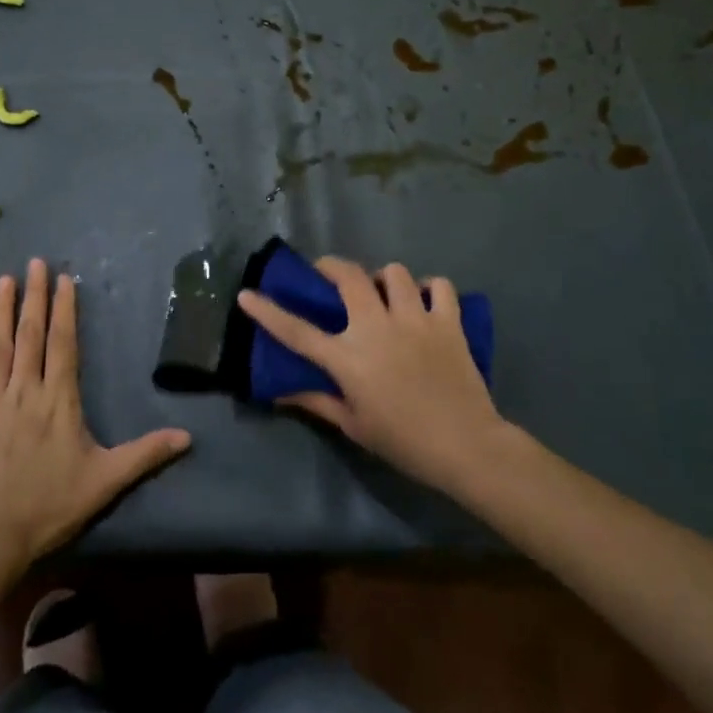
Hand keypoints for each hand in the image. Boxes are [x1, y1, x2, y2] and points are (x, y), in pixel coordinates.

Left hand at [0, 259, 190, 564]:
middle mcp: (26, 389)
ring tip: (4, 280)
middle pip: (31, 334)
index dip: (64, 309)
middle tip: (35, 263)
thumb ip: (145, 453)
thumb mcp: (106, 480)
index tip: (64, 279)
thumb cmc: (51, 504)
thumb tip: (187, 437)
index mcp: (59, 399)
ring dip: (1, 311)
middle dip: (35, 296)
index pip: (63, 343)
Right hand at [237, 257, 509, 495]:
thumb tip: (280, 393)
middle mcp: (376, 328)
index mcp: (348, 358)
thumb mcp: (354, 425)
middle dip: (332, 267)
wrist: (465, 446)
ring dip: (384, 278)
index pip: (297, 330)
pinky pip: (439, 285)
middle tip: (328, 273)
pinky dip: (430, 288)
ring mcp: (414, 320)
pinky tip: (424, 300)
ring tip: (384, 292)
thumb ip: (317, 401)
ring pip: (394, 273)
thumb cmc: (403, 441)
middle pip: (349, 277)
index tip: (247, 294)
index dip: (267, 311)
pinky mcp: (447, 321)